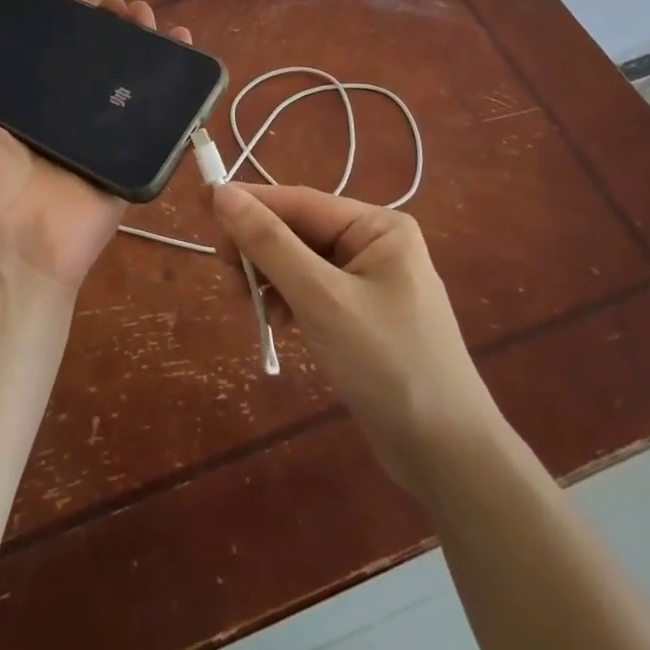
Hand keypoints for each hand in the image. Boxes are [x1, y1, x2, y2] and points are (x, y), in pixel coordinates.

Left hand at [0, 0, 192, 293]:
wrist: (15, 251)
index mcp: (30, 108)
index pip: (54, 53)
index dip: (68, 23)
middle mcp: (67, 116)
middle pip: (96, 58)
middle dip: (108, 23)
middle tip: (116, 3)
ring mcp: (103, 135)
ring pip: (128, 77)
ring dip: (141, 39)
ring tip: (145, 14)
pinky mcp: (132, 153)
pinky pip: (159, 113)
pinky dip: (176, 79)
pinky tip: (182, 42)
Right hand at [212, 184, 496, 493]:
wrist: (447, 456)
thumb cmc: (388, 364)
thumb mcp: (322, 299)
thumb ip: (271, 244)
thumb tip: (223, 194)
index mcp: (377, 226)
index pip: (299, 202)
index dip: (249, 203)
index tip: (201, 206)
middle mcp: (375, 244)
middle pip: (298, 231)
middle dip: (260, 251)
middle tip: (228, 278)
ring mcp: (370, 281)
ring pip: (300, 263)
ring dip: (270, 279)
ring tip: (250, 308)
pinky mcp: (361, 316)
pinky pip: (312, 292)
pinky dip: (288, 303)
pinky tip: (276, 325)